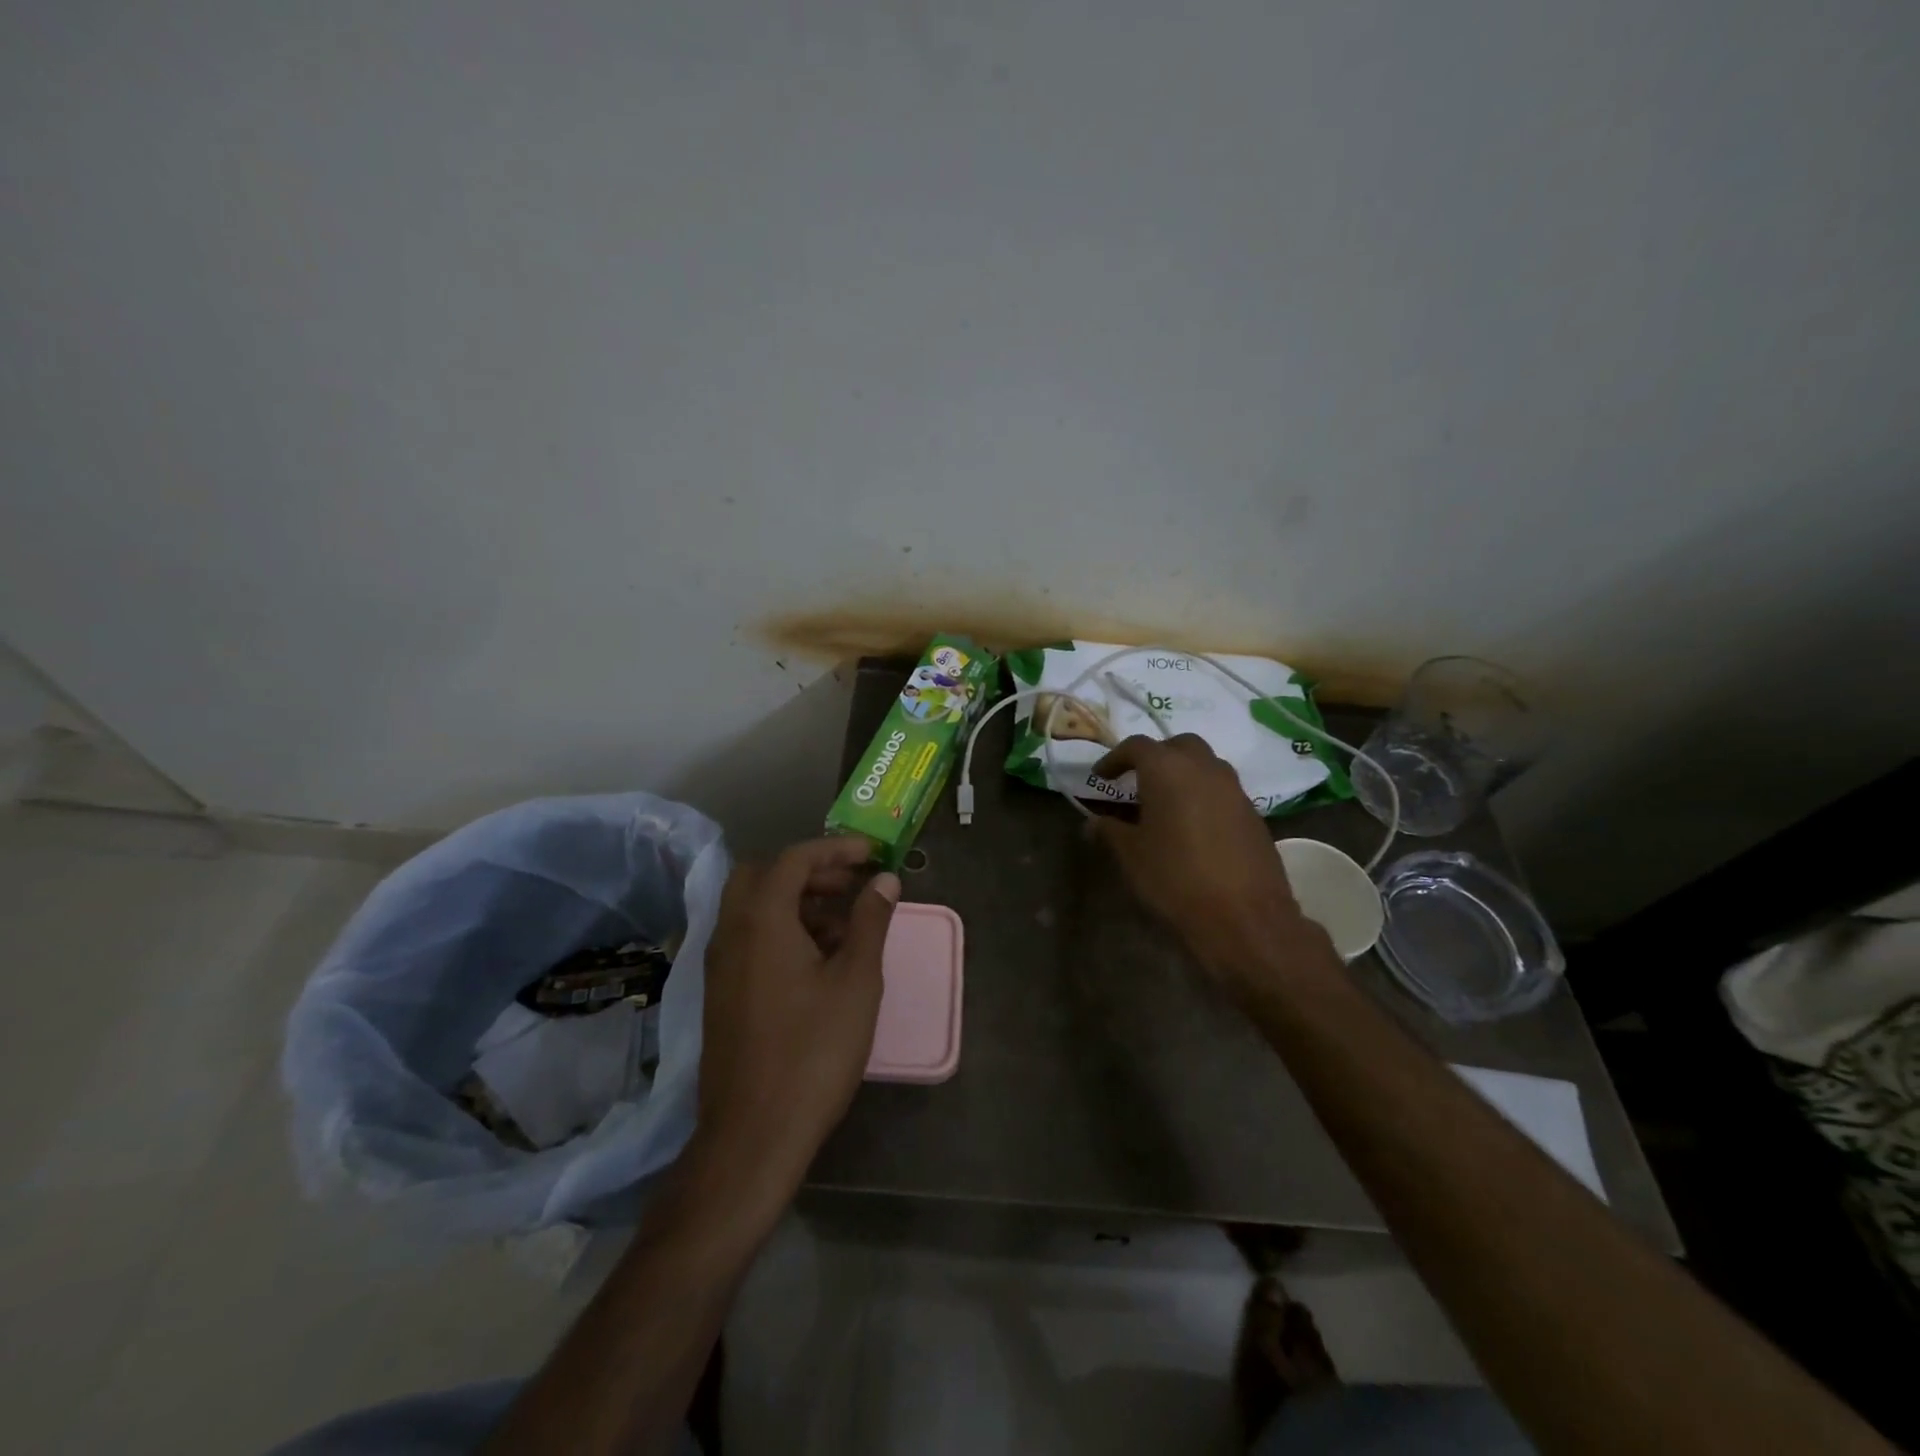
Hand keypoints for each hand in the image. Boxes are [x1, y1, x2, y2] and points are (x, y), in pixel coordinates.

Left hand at [695, 837, 899, 1202]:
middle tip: (850, 884)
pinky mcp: (721, 993)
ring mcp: (720, 964)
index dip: (836, 848)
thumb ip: (871, 921)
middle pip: (763, 875)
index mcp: (762, 920)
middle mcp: (732, 932)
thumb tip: (885, 880)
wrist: (754, 1134)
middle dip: (809, 871)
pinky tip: (818, 961)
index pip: (794, 859)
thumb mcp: (856, 981)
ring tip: (844, 924)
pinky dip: (781, 929)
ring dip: (796, 901)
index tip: (872, 854)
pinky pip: (749, 938)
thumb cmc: (814, 1051)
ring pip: (754, 908)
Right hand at [1092, 735, 1333, 998]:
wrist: (1243, 918)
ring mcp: (1234, 789)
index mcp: (1167, 769)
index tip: (1101, 777)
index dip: (1114, 758)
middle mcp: (1204, 767)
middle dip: (1155, 757)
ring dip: (1183, 774)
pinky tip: (1193, 826)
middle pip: (1177, 745)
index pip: (1136, 746)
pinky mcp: (1253, 813)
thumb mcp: (1131, 855)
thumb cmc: (1175, 878)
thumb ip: (1110, 831)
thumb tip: (1093, 823)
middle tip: (1137, 781)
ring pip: (1205, 765)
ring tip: (1165, 803)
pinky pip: (1222, 790)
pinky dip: (1204, 796)